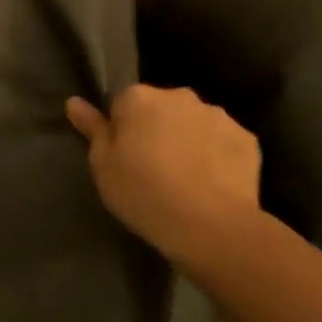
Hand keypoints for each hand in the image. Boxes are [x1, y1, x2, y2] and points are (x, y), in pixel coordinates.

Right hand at [65, 84, 263, 267]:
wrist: (210, 225)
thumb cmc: (142, 192)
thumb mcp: (103, 165)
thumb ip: (92, 128)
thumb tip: (74, 102)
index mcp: (139, 98)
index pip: (122, 103)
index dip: (121, 129)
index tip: (123, 156)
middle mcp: (179, 96)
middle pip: (160, 108)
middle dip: (156, 128)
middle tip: (152, 167)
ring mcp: (217, 116)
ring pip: (193, 122)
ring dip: (186, 139)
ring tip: (184, 177)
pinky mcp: (247, 139)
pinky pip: (222, 141)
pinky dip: (215, 154)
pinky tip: (211, 182)